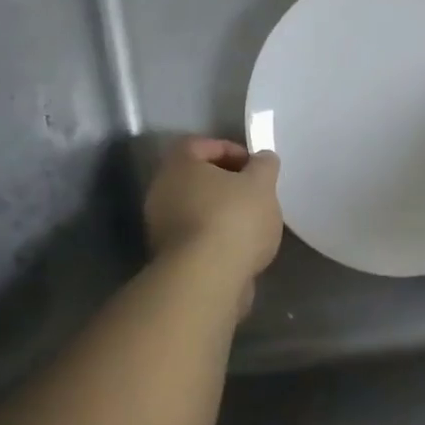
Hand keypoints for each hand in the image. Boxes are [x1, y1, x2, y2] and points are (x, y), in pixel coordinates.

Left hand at [144, 138, 282, 304]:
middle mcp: (161, 191)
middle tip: (255, 193)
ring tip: (252, 224)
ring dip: (221, 212)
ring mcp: (160, 226)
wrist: (206, 279)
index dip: (230, 149)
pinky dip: (216, 237)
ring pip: (196, 209)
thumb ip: (264, 165)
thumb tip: (262, 159)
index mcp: (179, 165)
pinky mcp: (169, 257)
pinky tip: (240, 248)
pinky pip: (196, 236)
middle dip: (227, 184)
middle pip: (196, 178)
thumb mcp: (262, 184)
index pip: (200, 144)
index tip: (254, 166)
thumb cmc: (233, 219)